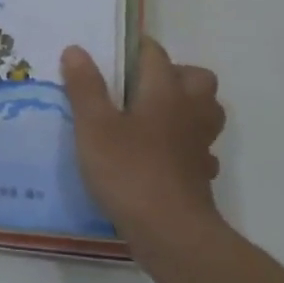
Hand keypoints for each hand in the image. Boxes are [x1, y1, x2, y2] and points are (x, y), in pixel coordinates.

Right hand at [62, 38, 226, 254]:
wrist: (171, 233)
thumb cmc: (130, 171)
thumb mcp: (94, 127)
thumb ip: (85, 87)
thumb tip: (76, 49)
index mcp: (165, 90)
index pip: (155, 53)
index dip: (134, 49)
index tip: (113, 56)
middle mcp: (190, 109)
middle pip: (196, 77)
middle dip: (174, 74)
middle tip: (141, 87)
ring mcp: (201, 143)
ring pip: (206, 111)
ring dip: (188, 108)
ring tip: (155, 117)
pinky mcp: (202, 173)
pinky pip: (201, 149)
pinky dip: (188, 147)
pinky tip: (165, 157)